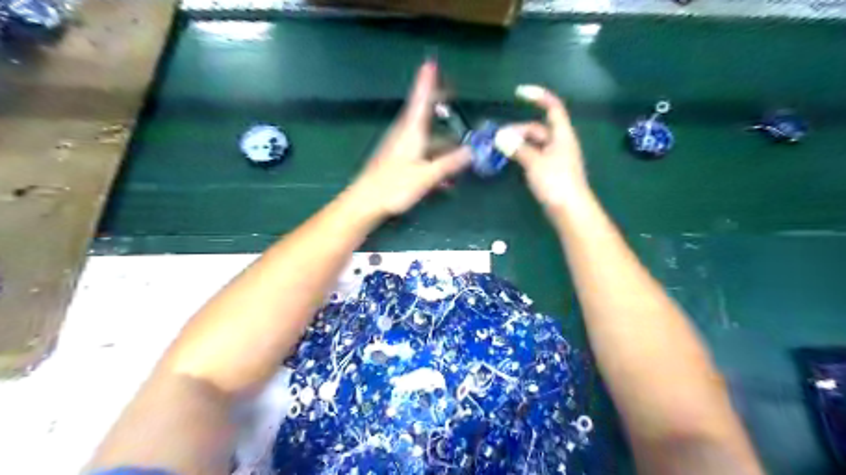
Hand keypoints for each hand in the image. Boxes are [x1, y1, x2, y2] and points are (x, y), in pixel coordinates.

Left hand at [348, 62, 472, 216]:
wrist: (365, 202)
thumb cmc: (394, 186)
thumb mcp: (426, 176)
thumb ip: (449, 164)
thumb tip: (472, 151)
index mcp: (412, 132)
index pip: (421, 99)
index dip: (427, 81)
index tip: (431, 62)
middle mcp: (405, 135)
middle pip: (424, 114)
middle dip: (438, 105)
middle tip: (451, 95)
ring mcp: (400, 148)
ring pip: (425, 137)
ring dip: (441, 140)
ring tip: (459, 147)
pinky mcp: (398, 161)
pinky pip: (421, 152)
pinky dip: (434, 157)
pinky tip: (445, 176)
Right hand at [501, 84, 589, 209]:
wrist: (570, 211)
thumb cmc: (556, 183)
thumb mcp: (535, 163)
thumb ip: (517, 149)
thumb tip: (500, 137)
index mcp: (562, 135)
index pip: (553, 107)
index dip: (538, 96)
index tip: (518, 93)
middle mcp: (560, 143)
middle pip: (538, 128)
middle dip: (518, 130)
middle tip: (497, 137)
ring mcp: (556, 158)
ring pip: (535, 144)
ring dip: (518, 143)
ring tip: (499, 149)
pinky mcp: (551, 172)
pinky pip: (534, 157)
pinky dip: (522, 155)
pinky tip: (510, 161)